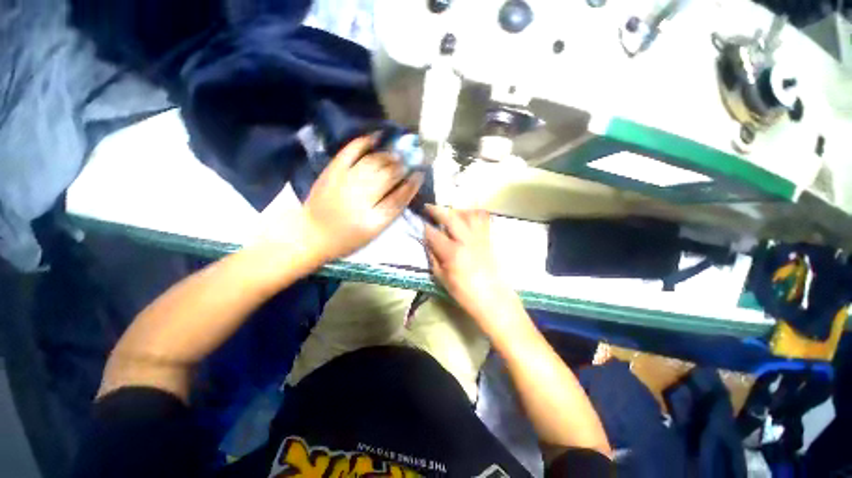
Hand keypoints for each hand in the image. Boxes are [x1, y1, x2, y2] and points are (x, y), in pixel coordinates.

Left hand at [303, 135, 422, 262]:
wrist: (312, 234)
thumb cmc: (347, 238)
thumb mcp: (374, 232)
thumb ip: (391, 212)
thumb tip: (406, 188)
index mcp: (373, 220)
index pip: (399, 198)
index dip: (412, 184)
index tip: (420, 174)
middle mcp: (361, 199)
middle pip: (388, 177)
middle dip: (403, 166)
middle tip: (412, 159)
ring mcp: (345, 182)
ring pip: (373, 163)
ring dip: (389, 155)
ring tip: (398, 152)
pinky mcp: (332, 172)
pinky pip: (350, 152)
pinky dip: (364, 142)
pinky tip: (376, 137)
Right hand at [424, 205, 519, 327]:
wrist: (494, 300)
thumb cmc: (465, 293)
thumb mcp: (443, 279)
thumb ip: (433, 258)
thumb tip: (427, 243)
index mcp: (452, 253)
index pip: (433, 233)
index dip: (425, 227)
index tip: (420, 223)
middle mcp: (466, 240)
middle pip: (450, 217)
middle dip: (437, 210)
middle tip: (429, 207)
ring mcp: (480, 238)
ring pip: (468, 214)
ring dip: (456, 209)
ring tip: (449, 211)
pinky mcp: (489, 239)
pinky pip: (483, 220)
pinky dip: (475, 213)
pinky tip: (468, 215)